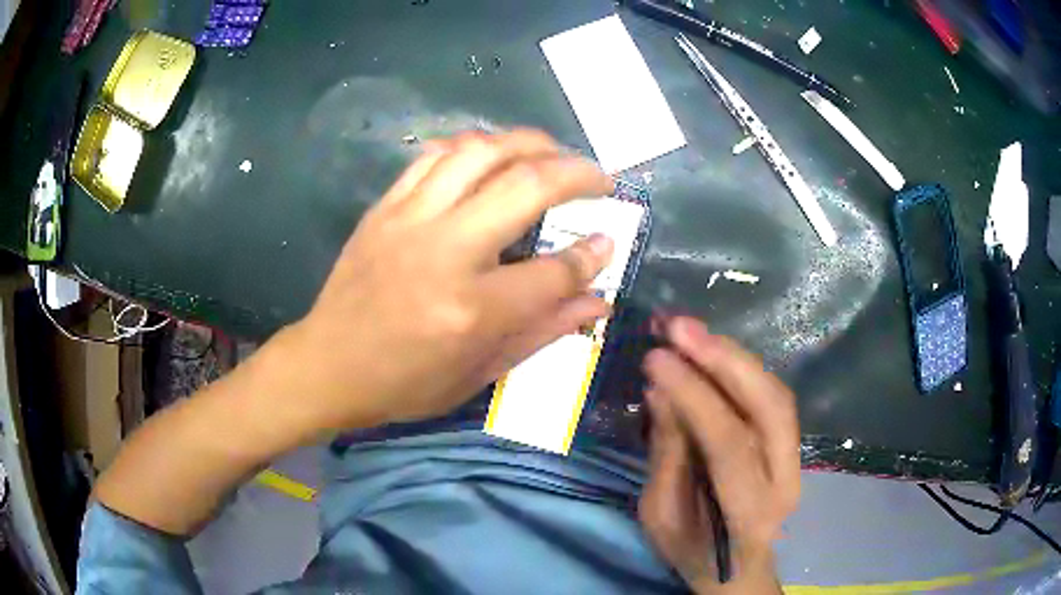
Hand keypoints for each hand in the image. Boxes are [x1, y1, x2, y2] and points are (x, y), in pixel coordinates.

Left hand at [269, 129, 614, 433]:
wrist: (328, 365)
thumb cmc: (405, 383)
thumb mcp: (480, 373)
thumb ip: (544, 330)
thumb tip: (598, 299)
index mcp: (472, 310)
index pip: (553, 271)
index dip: (591, 256)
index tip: (607, 242)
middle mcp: (445, 252)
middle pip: (526, 187)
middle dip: (577, 173)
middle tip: (600, 177)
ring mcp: (410, 220)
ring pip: (480, 152)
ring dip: (528, 142)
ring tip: (553, 152)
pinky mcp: (385, 207)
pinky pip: (434, 155)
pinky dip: (473, 146)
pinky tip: (492, 154)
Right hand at [639, 317, 798, 593]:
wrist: (737, 569)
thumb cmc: (692, 551)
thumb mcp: (662, 516)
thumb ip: (668, 455)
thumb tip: (661, 390)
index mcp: (749, 512)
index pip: (729, 443)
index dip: (695, 396)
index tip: (656, 358)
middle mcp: (784, 480)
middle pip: (769, 407)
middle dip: (725, 360)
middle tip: (680, 327)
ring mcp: (795, 459)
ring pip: (775, 394)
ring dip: (734, 356)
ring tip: (691, 331)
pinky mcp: (790, 444)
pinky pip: (771, 397)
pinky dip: (741, 368)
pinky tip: (712, 351)